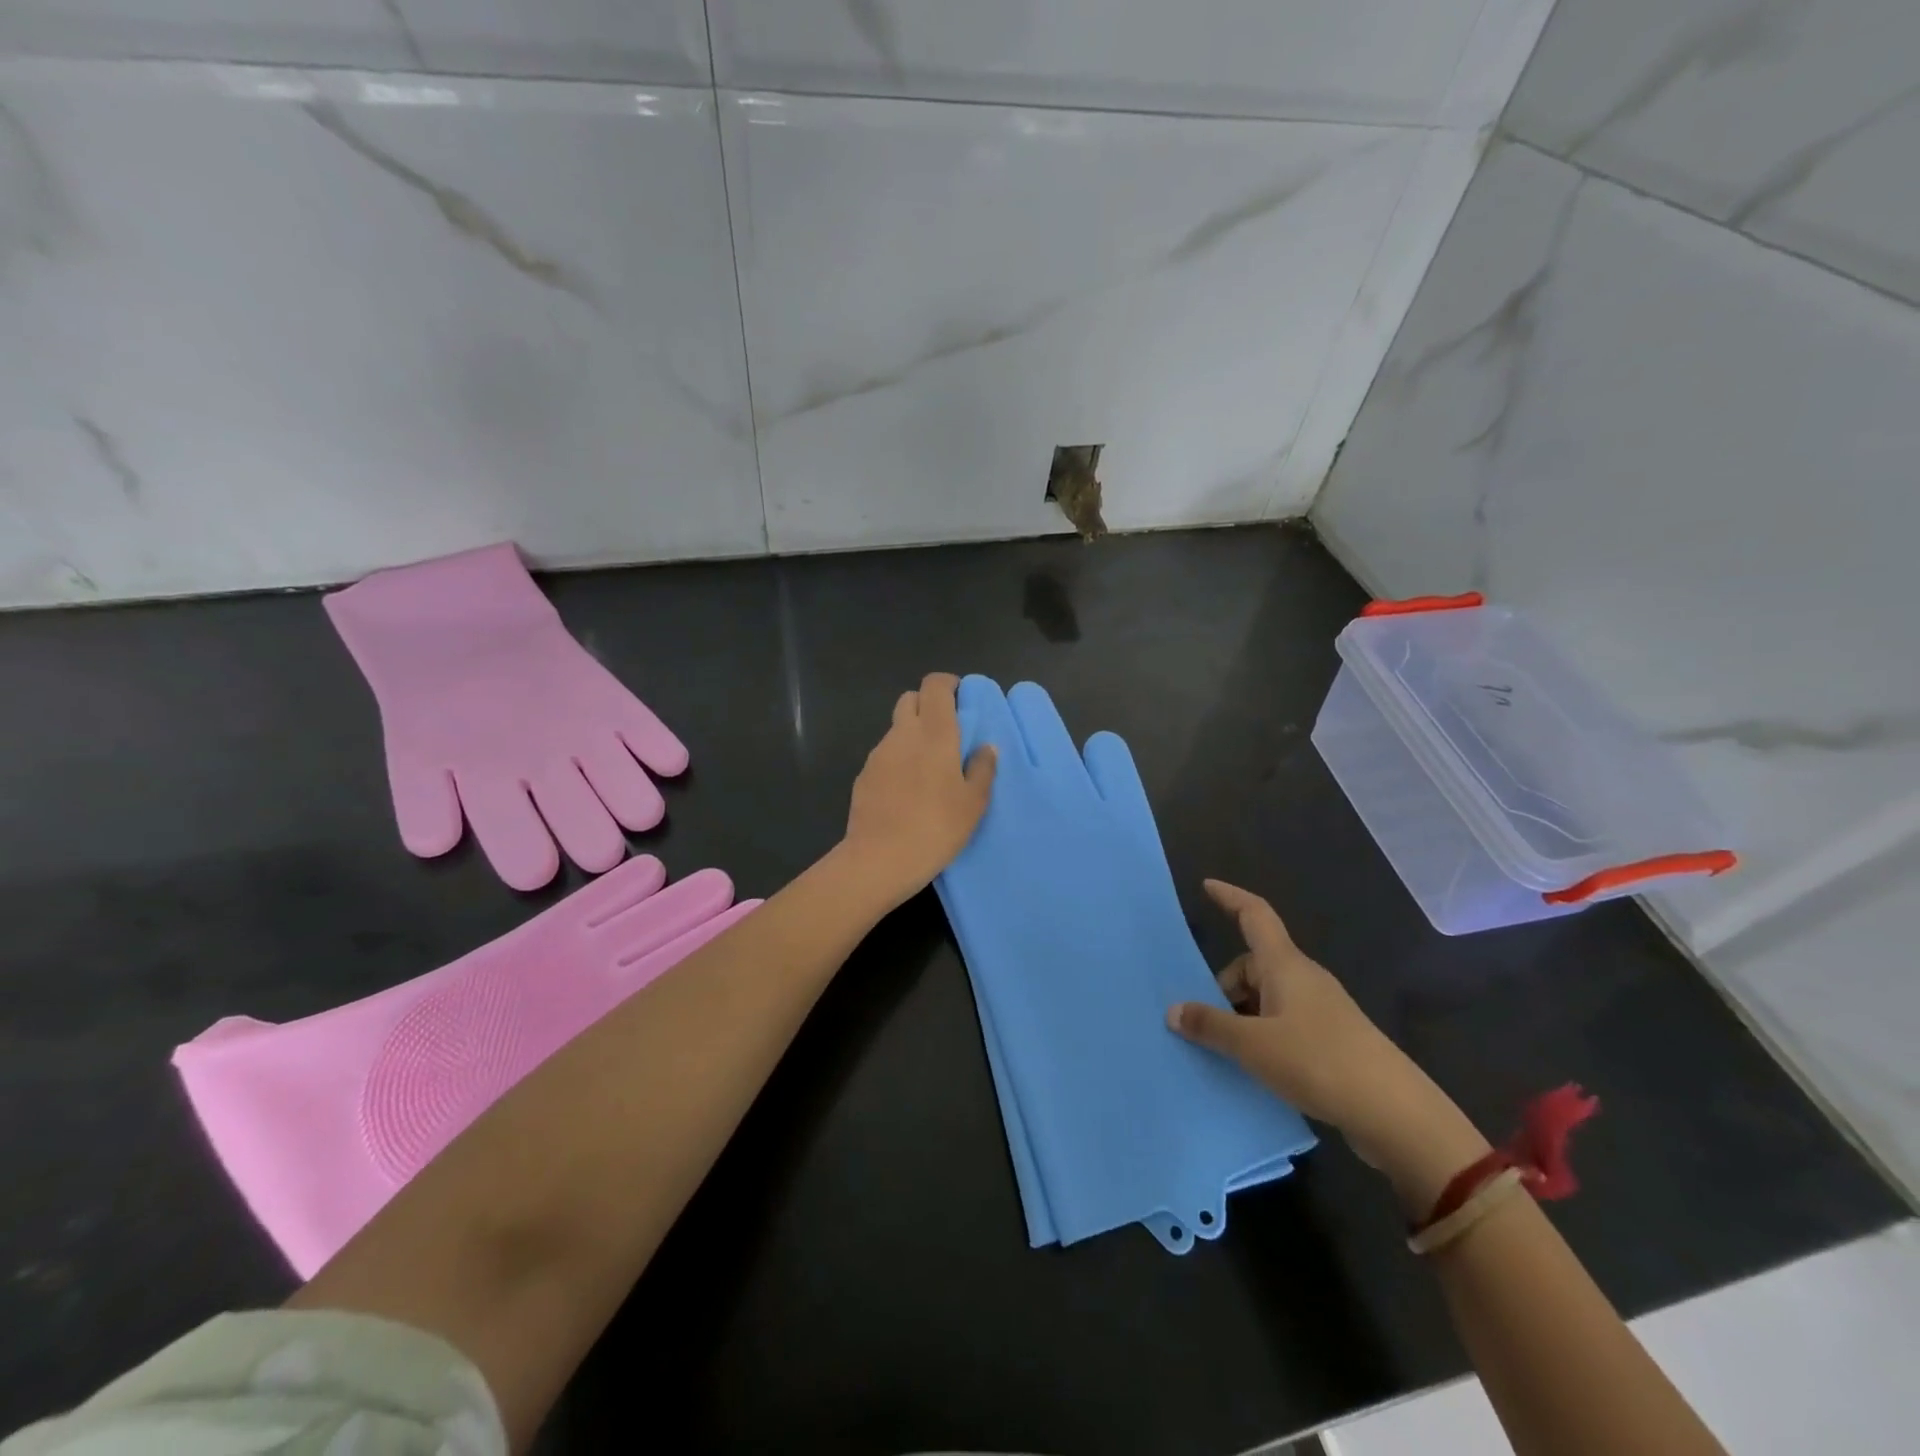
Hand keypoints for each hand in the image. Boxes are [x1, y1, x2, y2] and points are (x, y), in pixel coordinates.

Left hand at [841, 673, 997, 908]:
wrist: (879, 859)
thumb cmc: (936, 828)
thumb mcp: (973, 803)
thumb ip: (983, 769)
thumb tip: (987, 747)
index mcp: (934, 733)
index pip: (934, 686)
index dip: (947, 684)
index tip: (961, 697)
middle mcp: (903, 734)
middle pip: (910, 699)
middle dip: (928, 705)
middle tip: (948, 731)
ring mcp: (878, 754)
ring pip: (896, 728)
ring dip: (913, 733)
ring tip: (929, 766)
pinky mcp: (863, 775)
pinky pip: (885, 754)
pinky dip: (898, 758)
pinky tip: (908, 789)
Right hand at [1167, 880, 1489, 1211]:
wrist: (1395, 1113)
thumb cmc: (1319, 1061)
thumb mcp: (1253, 1045)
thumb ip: (1211, 1026)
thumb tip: (1174, 1010)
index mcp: (1285, 965)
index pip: (1254, 914)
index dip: (1230, 897)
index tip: (1206, 885)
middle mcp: (1304, 978)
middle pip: (1254, 963)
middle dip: (1224, 985)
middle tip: (1202, 1019)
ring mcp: (1321, 1009)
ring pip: (1268, 996)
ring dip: (1242, 1014)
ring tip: (1224, 1049)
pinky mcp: (1332, 1039)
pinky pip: (1284, 1022)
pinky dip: (1262, 1034)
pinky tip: (1254, 1066)